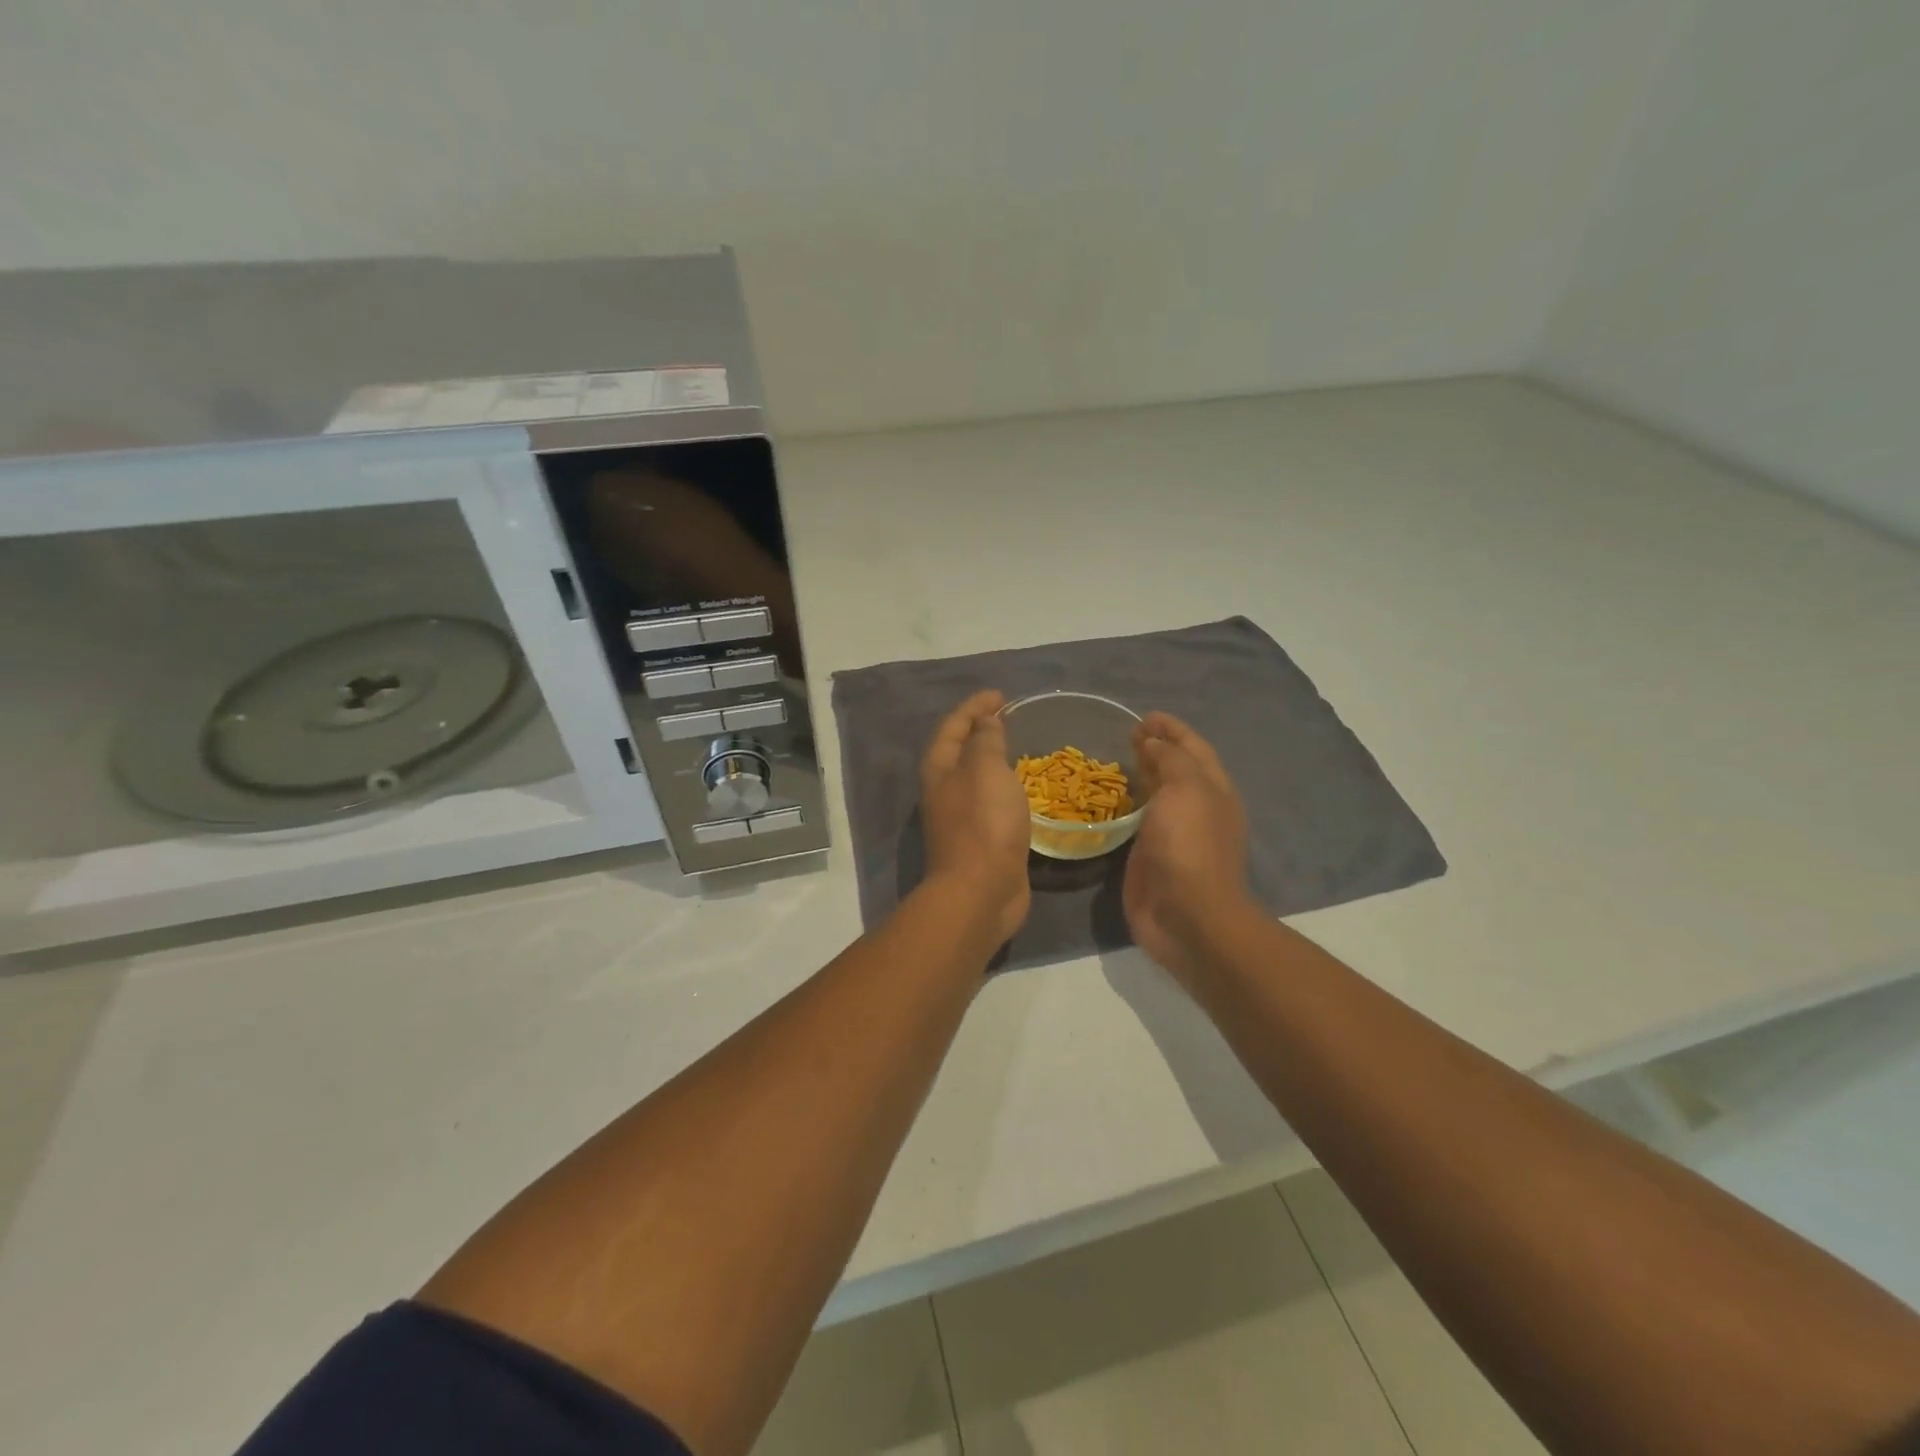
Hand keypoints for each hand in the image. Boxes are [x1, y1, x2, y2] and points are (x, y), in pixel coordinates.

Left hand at [918, 690, 1032, 945]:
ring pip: (975, 777)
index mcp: (940, 769)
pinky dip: (1004, 787)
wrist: (981, 891)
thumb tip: (985, 724)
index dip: (975, 706)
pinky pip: (991, 801)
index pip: (953, 725)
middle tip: (1009, 718)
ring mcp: (961, 817)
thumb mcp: (985, 769)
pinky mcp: (981, 840)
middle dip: (980, 730)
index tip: (1001, 696)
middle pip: (959, 750)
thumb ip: (985, 742)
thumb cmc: (983, 823)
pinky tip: (1024, 789)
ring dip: (993, 759)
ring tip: (1019, 748)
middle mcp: (944, 790)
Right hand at [1123, 713, 1254, 983]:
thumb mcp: (1187, 789)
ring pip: (1158, 794)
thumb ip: (1172, 760)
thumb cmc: (1189, 846)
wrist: (1187, 916)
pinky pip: (1139, 821)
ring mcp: (1173, 834)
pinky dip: (1128, 804)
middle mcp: (1197, 808)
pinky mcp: (1150, 856)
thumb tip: (1155, 744)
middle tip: (1127, 734)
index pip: (1193, 748)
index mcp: (1213, 790)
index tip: (1144, 716)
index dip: (1172, 729)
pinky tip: (1111, 799)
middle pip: (1177, 769)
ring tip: (1117, 759)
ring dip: (1142, 775)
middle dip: (1156, 748)